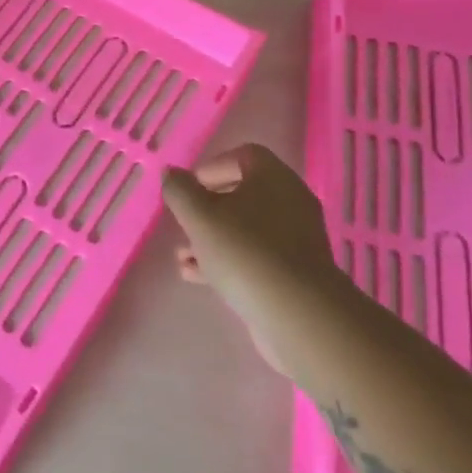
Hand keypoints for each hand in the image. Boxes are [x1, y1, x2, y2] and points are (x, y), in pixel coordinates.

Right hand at [163, 144, 346, 372]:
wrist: (299, 316)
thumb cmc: (245, 252)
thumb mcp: (199, 216)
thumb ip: (179, 190)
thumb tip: (172, 173)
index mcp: (273, 177)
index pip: (243, 156)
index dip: (211, 167)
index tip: (189, 189)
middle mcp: (290, 202)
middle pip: (243, 194)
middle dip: (208, 208)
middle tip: (185, 222)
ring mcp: (296, 240)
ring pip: (247, 229)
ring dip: (212, 238)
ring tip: (182, 255)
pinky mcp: (295, 273)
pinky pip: (256, 256)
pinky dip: (227, 260)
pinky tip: (196, 276)